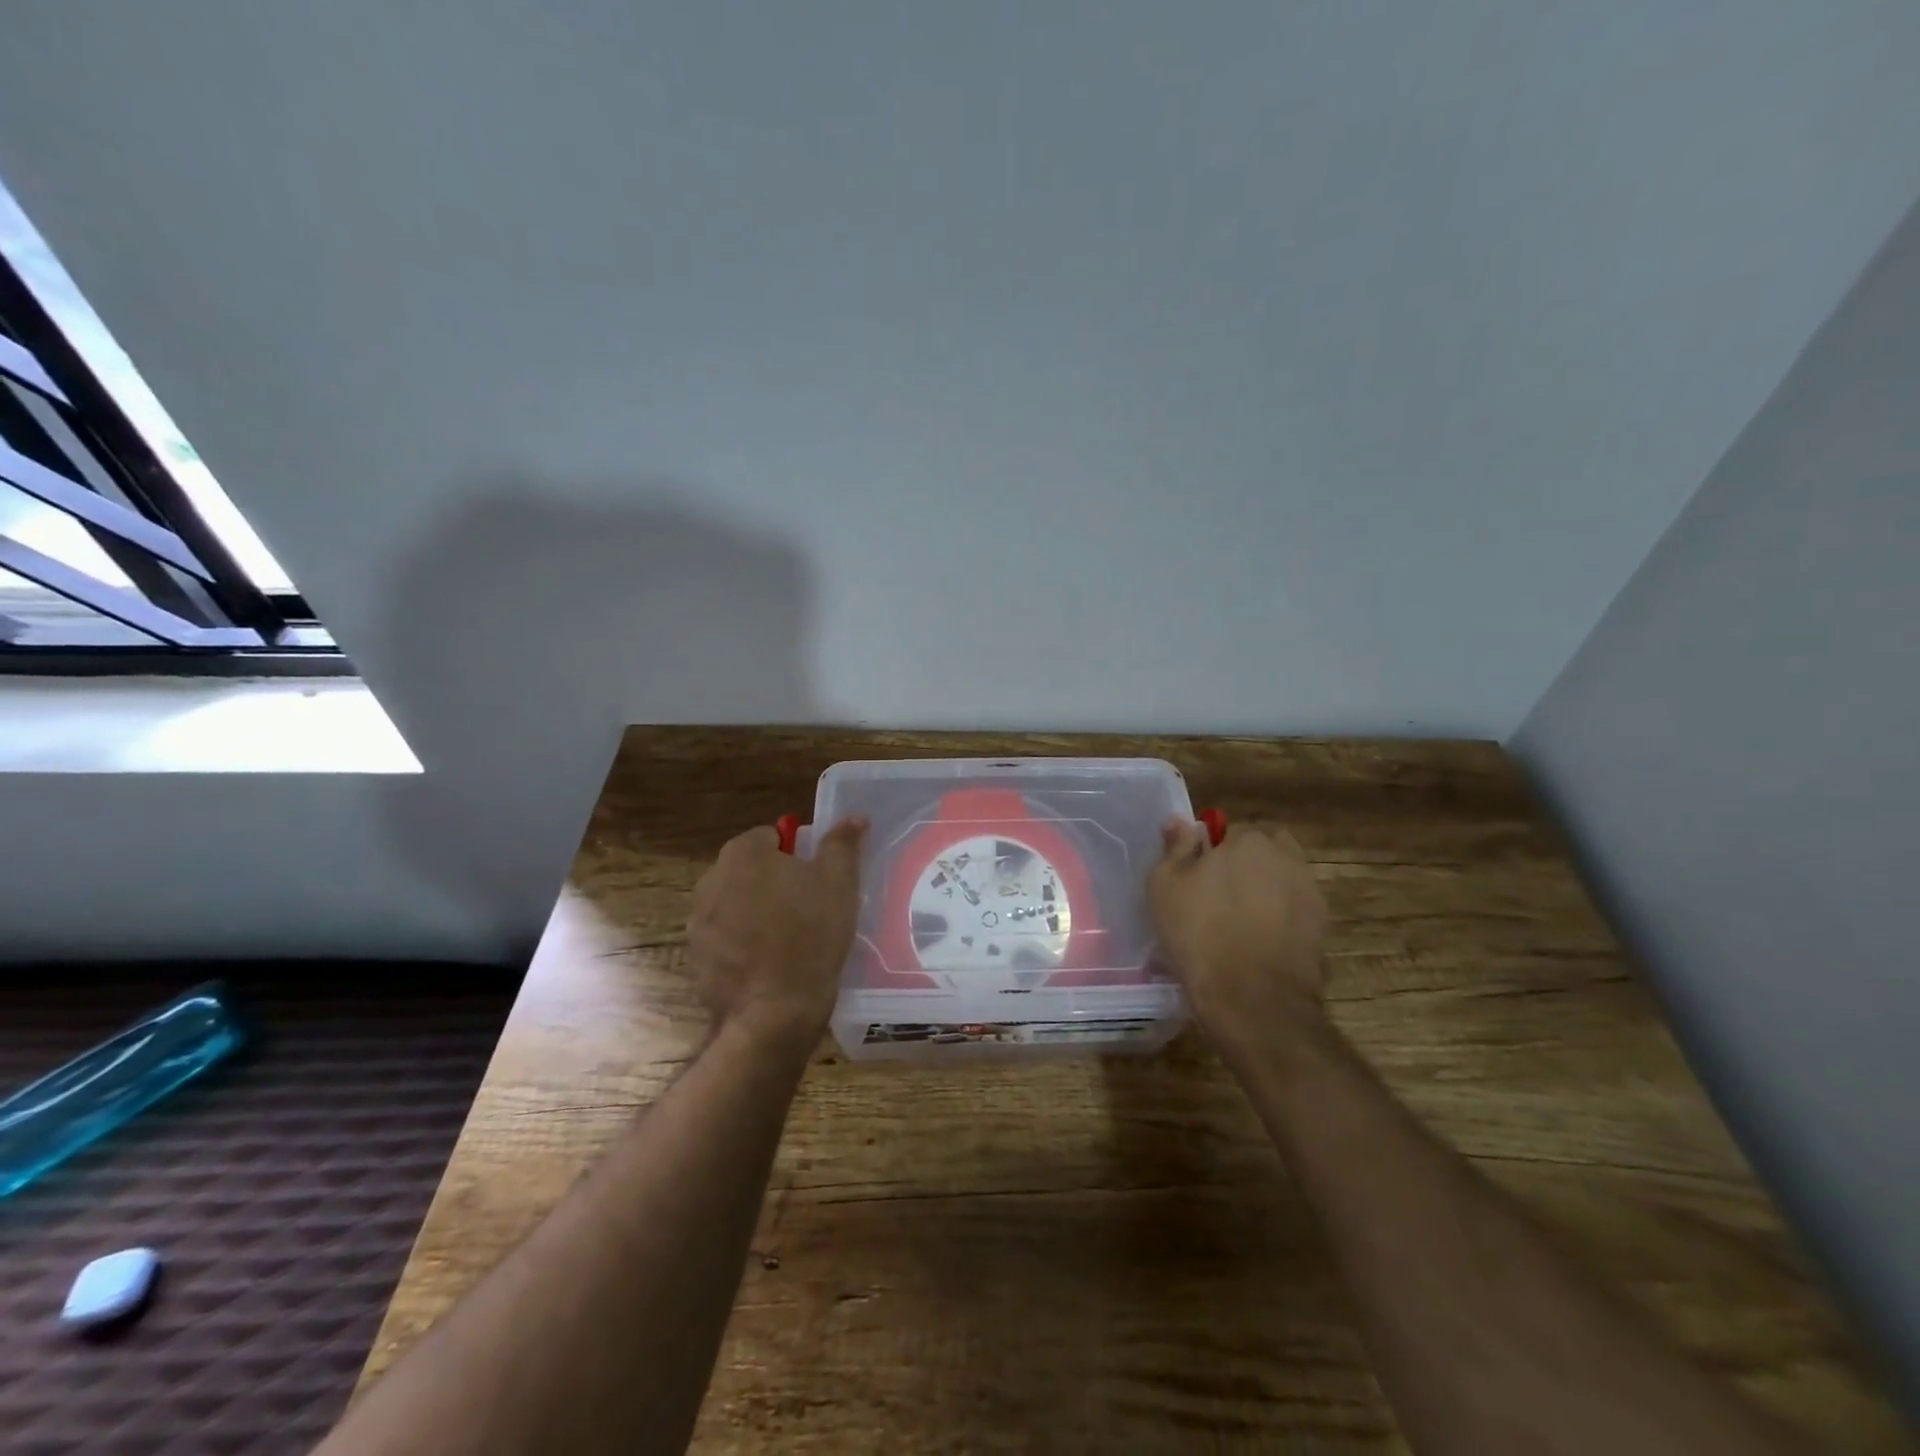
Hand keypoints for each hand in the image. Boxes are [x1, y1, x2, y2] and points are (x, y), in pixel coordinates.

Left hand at [687, 818, 866, 1053]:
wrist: (774, 1012)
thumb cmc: (811, 935)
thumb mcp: (839, 883)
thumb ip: (842, 843)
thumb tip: (853, 817)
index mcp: (744, 853)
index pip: (771, 836)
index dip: (796, 855)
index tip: (815, 880)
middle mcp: (711, 879)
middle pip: (749, 869)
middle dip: (772, 882)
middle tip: (806, 908)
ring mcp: (698, 921)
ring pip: (734, 903)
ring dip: (754, 912)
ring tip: (787, 939)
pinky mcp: (695, 957)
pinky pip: (723, 938)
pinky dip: (740, 944)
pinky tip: (766, 964)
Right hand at [1149, 820, 1328, 1053]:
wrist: (1252, 998)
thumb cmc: (1199, 932)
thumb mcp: (1166, 885)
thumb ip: (1176, 847)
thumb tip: (1179, 820)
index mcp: (1249, 840)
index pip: (1230, 830)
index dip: (1212, 852)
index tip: (1197, 877)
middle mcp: (1287, 857)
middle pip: (1264, 850)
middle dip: (1246, 864)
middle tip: (1219, 894)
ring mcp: (1310, 892)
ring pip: (1282, 879)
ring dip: (1265, 889)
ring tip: (1239, 921)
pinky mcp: (1322, 927)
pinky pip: (1294, 910)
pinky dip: (1281, 918)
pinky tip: (1259, 942)